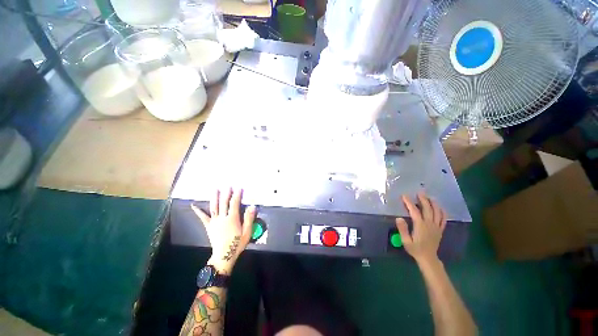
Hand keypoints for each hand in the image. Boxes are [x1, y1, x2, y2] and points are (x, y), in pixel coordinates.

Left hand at [191, 188, 256, 273]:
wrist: (224, 255)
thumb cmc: (237, 244)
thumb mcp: (247, 232)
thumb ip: (249, 219)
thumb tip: (252, 206)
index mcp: (232, 218)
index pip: (234, 203)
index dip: (237, 195)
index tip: (239, 188)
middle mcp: (222, 217)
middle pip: (224, 203)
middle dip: (226, 193)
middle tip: (228, 185)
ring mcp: (214, 221)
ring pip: (214, 207)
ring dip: (214, 197)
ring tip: (215, 189)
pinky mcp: (209, 226)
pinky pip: (203, 217)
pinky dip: (198, 211)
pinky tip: (193, 205)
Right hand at [395, 192, 446, 264]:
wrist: (428, 258)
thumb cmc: (415, 249)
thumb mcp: (405, 241)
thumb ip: (402, 229)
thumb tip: (399, 218)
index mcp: (420, 226)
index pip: (414, 211)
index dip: (409, 202)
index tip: (404, 196)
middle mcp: (429, 224)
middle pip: (427, 209)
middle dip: (423, 199)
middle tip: (419, 192)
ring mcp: (436, 226)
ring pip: (437, 212)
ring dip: (433, 203)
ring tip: (429, 197)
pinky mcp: (440, 229)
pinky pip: (443, 219)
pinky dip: (442, 212)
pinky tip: (440, 207)